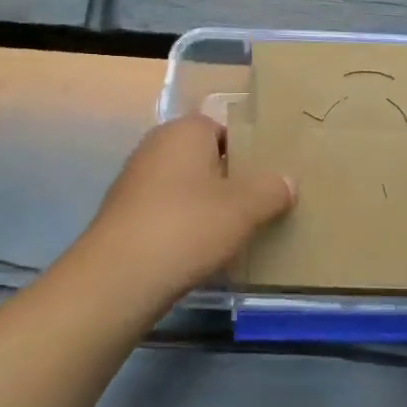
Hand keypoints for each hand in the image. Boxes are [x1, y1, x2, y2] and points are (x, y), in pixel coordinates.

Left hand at [72, 116, 294, 305]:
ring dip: (206, 205)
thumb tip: (287, 181)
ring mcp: (134, 180)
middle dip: (228, 180)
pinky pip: (165, 212)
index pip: (224, 128)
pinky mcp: (123, 215)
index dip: (248, 152)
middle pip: (204, 158)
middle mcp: (155, 146)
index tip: (267, 178)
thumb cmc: (188, 227)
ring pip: (184, 187)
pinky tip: (199, 251)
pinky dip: (183, 225)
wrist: (119, 277)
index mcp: (185, 131)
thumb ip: (271, 190)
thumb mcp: (244, 209)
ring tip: (234, 232)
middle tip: (258, 205)